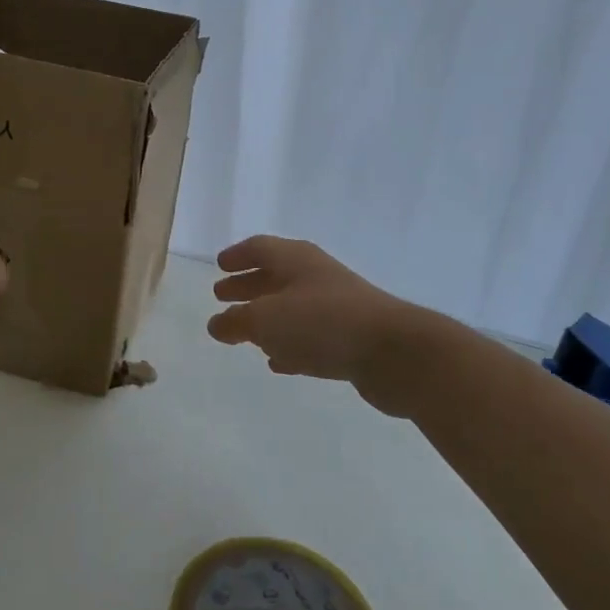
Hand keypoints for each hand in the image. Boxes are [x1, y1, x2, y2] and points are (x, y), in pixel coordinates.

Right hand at [208, 236, 428, 415]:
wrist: (393, 351)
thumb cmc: (321, 323)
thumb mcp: (265, 321)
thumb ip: (236, 322)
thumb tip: (217, 323)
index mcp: (295, 259)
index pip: (259, 248)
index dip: (237, 256)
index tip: (219, 267)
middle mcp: (316, 276)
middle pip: (275, 276)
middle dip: (247, 286)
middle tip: (222, 296)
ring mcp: (336, 307)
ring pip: (292, 307)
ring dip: (267, 318)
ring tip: (244, 332)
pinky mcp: (349, 338)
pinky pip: (310, 336)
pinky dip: (290, 344)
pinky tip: (278, 361)